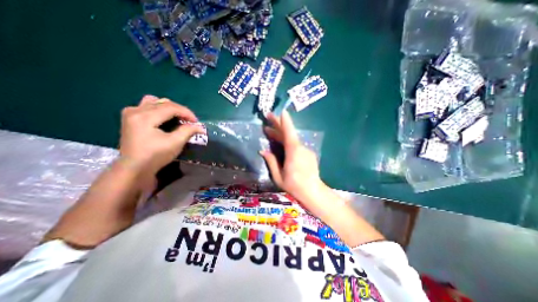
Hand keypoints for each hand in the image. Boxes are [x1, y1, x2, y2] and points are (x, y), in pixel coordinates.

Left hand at [118, 96, 204, 176]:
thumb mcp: (175, 143)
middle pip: (163, 103)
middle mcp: (135, 110)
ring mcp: (130, 113)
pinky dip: (159, 110)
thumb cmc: (155, 156)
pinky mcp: (130, 118)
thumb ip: (188, 131)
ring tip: (177, 118)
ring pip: (154, 101)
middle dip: (180, 111)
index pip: (171, 107)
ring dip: (169, 108)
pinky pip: (147, 106)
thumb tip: (199, 127)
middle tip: (189, 121)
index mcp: (145, 117)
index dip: (186, 113)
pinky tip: (164, 119)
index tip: (196, 122)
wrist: (134, 168)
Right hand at [260, 110, 325, 209]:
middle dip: (278, 125)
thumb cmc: (294, 185)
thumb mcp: (278, 176)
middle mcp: (300, 148)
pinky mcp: (308, 154)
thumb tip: (263, 151)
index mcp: (293, 152)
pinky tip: (281, 144)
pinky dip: (287, 142)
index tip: (280, 111)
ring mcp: (306, 150)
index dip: (284, 121)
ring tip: (269, 132)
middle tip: (268, 118)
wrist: (313, 191)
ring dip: (281, 135)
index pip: (288, 132)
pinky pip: (296, 145)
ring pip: (291, 140)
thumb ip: (271, 162)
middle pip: (288, 133)